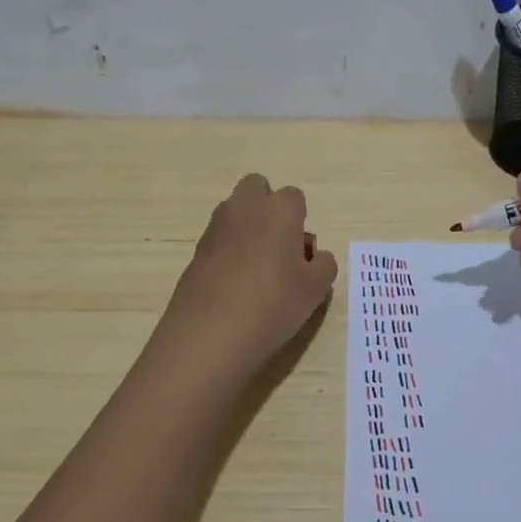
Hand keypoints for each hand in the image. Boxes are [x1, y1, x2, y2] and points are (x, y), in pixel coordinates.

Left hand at [155, 173, 338, 379]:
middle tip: (278, 247)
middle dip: (267, 207)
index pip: (295, 197)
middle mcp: (245, 209)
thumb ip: (323, 265)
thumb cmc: (274, 304)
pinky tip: (235, 286)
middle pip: (257, 187)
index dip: (300, 222)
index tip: (302, 253)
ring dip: (247, 227)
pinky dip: (228, 251)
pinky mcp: (196, 251)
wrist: (210, 334)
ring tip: (257, 271)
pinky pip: (219, 239)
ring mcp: (216, 228)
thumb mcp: (316, 290)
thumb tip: (315, 257)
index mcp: (279, 210)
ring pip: (235, 211)